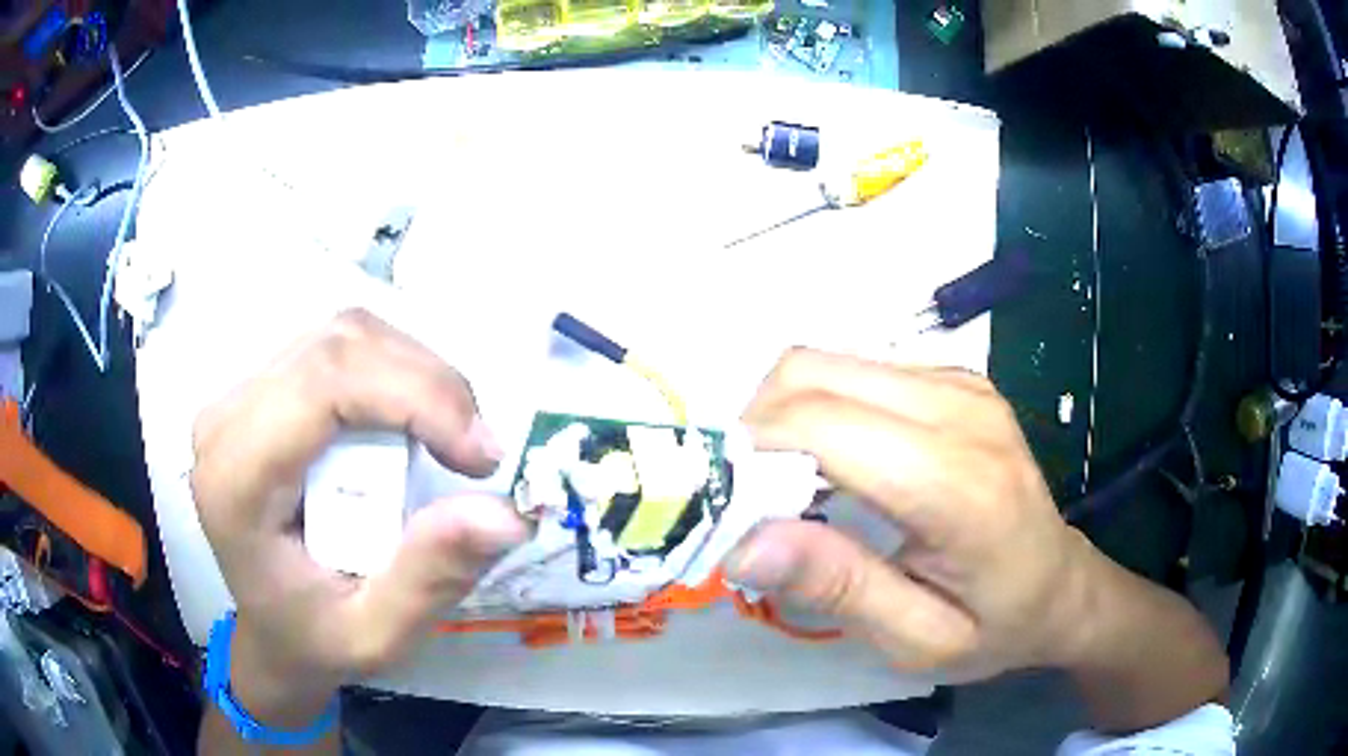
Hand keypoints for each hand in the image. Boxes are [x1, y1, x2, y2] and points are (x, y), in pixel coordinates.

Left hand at [191, 310, 527, 722]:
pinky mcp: (262, 386)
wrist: (272, 628)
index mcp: (237, 479)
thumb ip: (430, 579)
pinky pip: (337, 346)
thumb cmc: (315, 639)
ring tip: (451, 436)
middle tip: (478, 448)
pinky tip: (413, 420)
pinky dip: (394, 371)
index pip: (324, 384)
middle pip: (337, 345)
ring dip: (415, 374)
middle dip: (427, 384)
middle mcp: (226, 419)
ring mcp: (240, 394)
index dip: (415, 396)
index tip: (482, 455)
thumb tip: (504, 513)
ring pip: (343, 333)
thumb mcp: (377, 636)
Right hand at [730, 349, 1089, 681]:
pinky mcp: (953, 377)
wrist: (1061, 585)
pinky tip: (832, 464)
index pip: (823, 426)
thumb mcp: (919, 641)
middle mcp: (960, 409)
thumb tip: (743, 544)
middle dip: (754, 430)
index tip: (720, 509)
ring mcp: (959, 383)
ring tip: (785, 486)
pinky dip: (818, 410)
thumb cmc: (996, 626)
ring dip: (782, 417)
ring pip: (825, 363)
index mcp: (960, 484)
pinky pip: (856, 370)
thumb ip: (839, 589)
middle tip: (747, 500)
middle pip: (811, 374)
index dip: (750, 456)